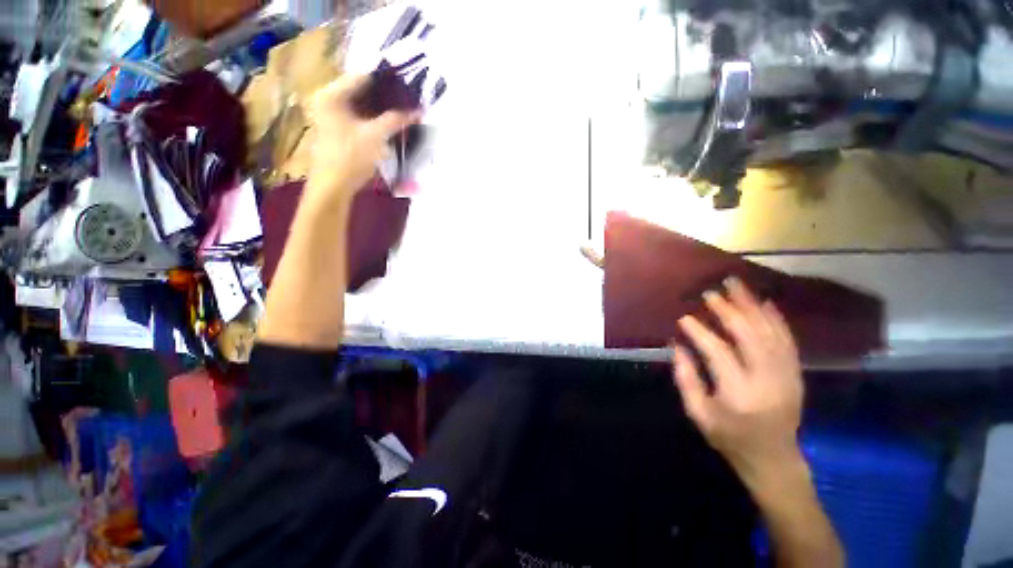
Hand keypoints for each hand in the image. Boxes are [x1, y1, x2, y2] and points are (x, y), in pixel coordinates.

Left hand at [305, 74, 419, 208]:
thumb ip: (397, 120)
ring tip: (402, 114)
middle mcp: (328, 100)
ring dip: (381, 111)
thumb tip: (418, 112)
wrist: (333, 187)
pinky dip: (374, 121)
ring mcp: (331, 116)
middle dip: (386, 99)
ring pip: (361, 107)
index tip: (407, 89)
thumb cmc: (350, 157)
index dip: (387, 82)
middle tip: (407, 103)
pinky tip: (389, 126)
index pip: (363, 77)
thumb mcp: (376, 135)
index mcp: (332, 94)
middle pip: (362, 92)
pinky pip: (359, 118)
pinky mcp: (337, 130)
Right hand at [671, 277, 804, 486]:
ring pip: (770, 332)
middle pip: (749, 335)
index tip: (684, 317)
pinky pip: (788, 339)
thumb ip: (686, 378)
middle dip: (728, 310)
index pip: (718, 352)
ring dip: (752, 305)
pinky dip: (776, 318)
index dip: (699, 332)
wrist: (774, 458)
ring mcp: (786, 375)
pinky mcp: (795, 373)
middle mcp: (767, 379)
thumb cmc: (729, 437)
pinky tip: (764, 302)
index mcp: (739, 393)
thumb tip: (678, 345)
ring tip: (736, 285)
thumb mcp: (698, 413)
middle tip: (711, 293)